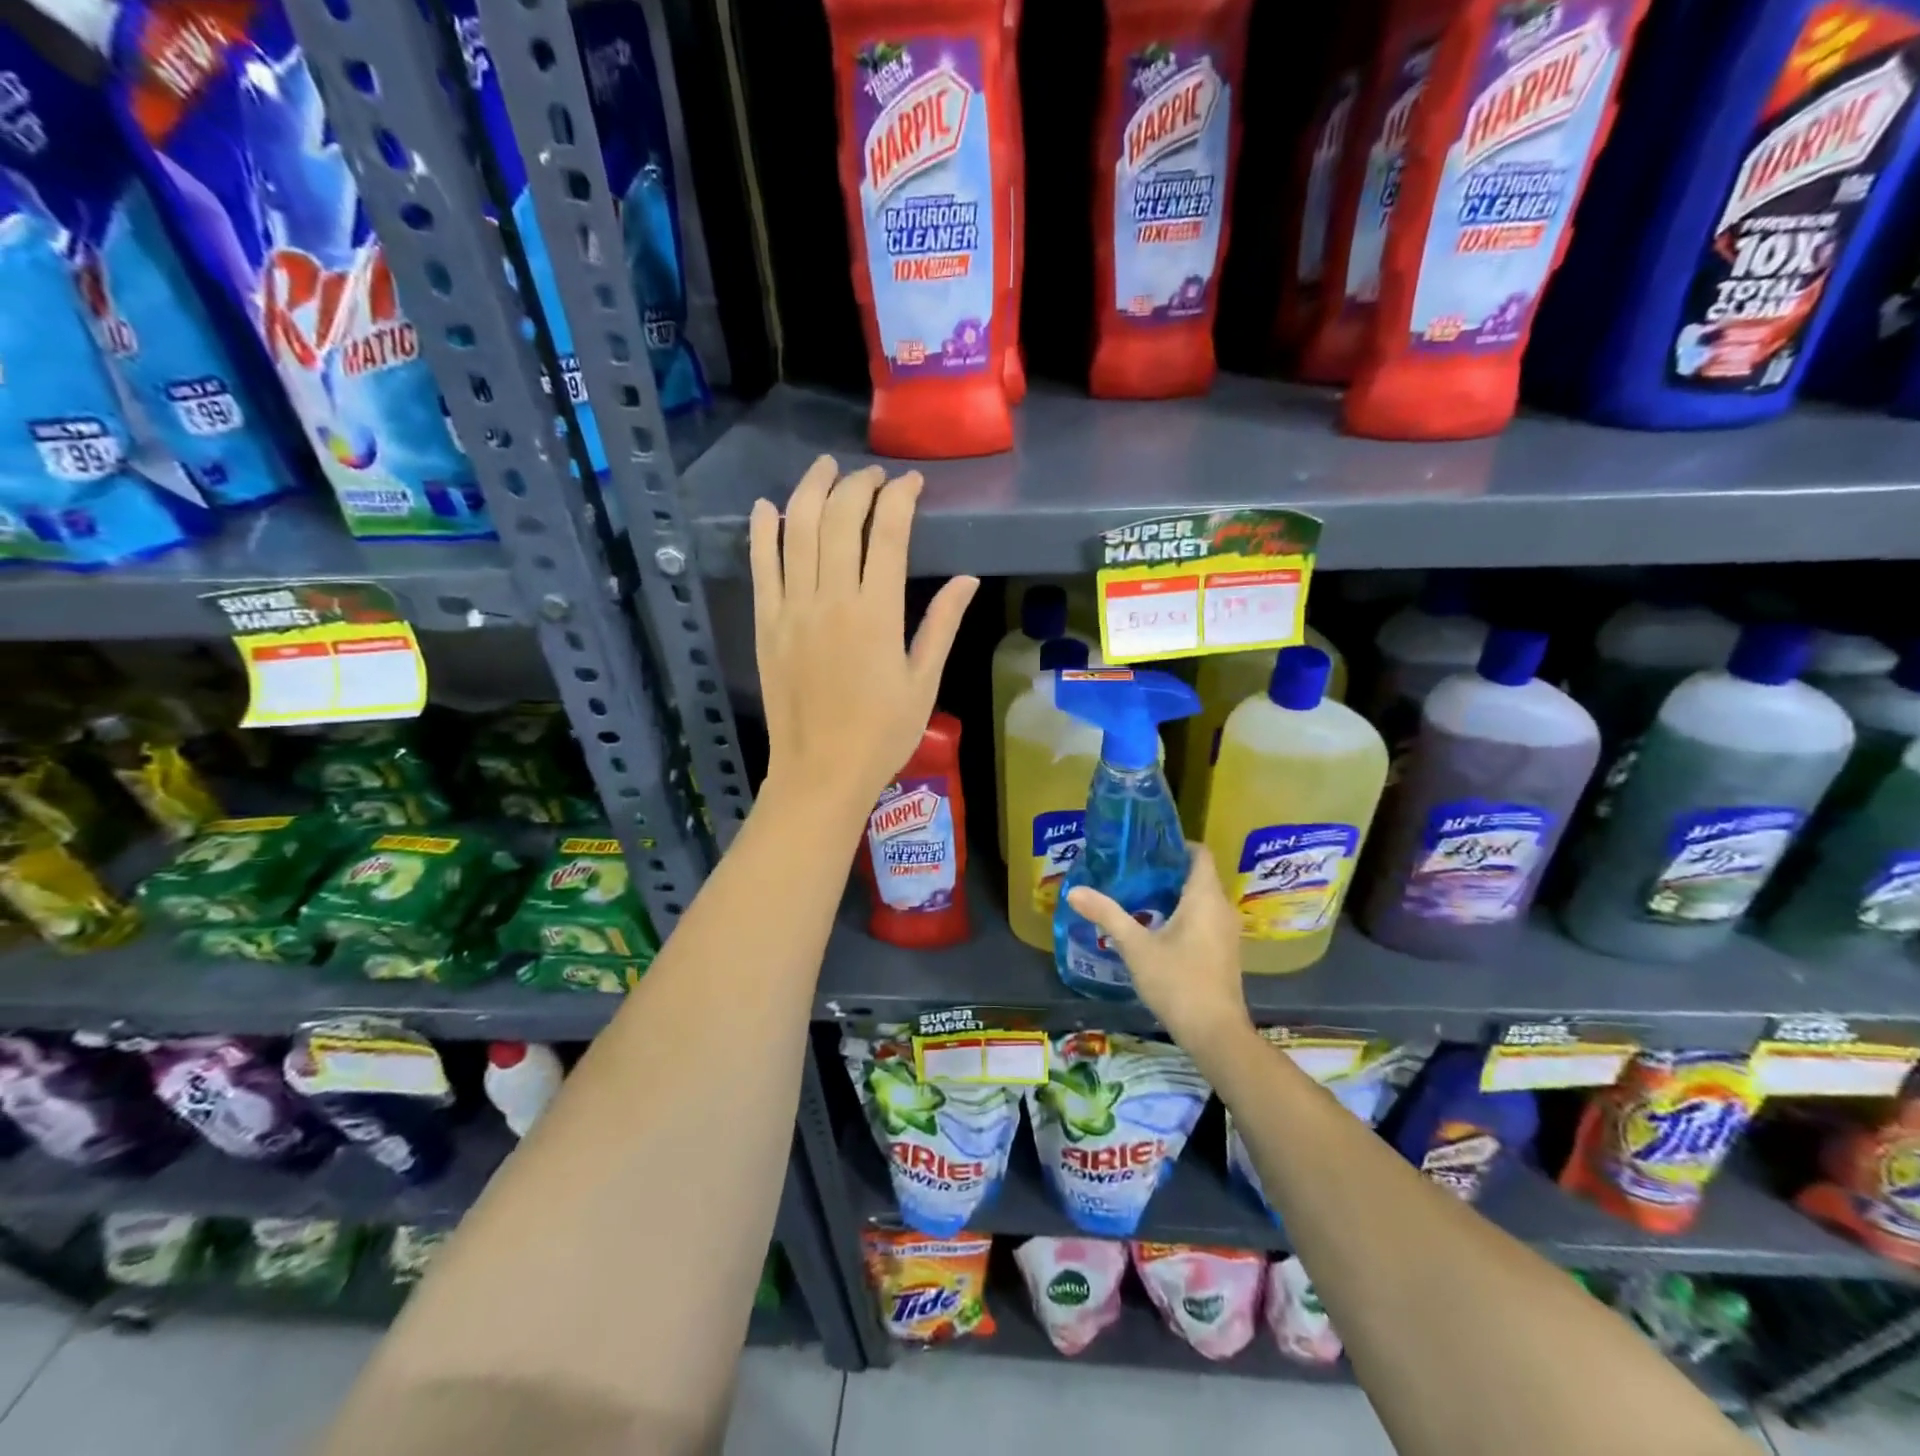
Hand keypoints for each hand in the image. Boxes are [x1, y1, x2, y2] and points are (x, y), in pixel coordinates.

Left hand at [750, 455, 977, 823]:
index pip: (888, 532)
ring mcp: (792, 609)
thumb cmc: (882, 733)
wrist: (820, 771)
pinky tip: (767, 506)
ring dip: (810, 490)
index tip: (911, 483)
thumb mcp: (923, 682)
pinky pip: (760, 566)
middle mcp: (831, 599)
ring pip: (797, 530)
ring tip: (825, 468)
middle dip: (858, 485)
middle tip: (872, 476)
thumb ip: (942, 625)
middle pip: (840, 519)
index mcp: (877, 613)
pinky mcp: (766, 623)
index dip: (900, 497)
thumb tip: (968, 579)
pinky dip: (762, 531)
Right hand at [1065, 845, 1251, 1052]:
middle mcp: (1222, 908)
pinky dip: (1183, 914)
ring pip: (1201, 899)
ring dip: (1174, 894)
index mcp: (1205, 897)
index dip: (1176, 844)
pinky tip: (1155, 927)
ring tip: (1138, 894)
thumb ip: (1107, 915)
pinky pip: (1205, 919)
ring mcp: (1226, 932)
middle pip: (1198, 875)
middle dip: (1167, 870)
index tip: (1146, 846)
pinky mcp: (1224, 952)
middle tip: (1132, 869)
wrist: (1215, 1033)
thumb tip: (1074, 891)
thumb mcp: (1135, 946)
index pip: (1199, 853)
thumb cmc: (1177, 981)